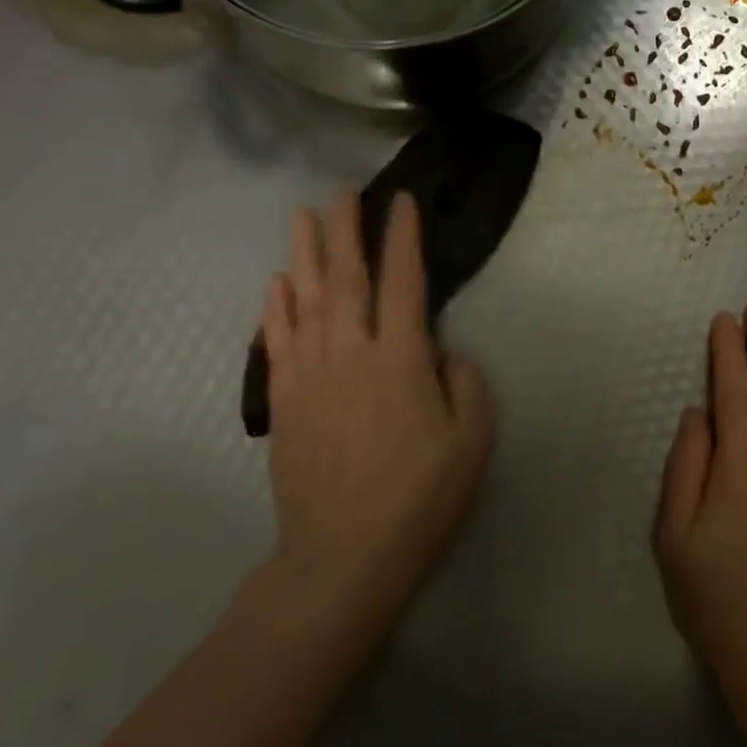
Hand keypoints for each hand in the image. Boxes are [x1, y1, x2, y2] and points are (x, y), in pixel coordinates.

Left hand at [258, 196, 492, 626]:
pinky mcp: (283, 401)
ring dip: (305, 253)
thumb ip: (464, 381)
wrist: (343, 555)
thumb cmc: (420, 495)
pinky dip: (275, 307)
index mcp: (402, 358)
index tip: (401, 200)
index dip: (403, 236)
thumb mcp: (472, 438)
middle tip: (344, 191)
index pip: (403, 280)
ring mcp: (311, 375)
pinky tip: (276, 283)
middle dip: (347, 229)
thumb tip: (441, 350)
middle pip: (346, 277)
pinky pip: (277, 340)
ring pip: (305, 299)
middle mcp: (351, 353)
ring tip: (304, 216)